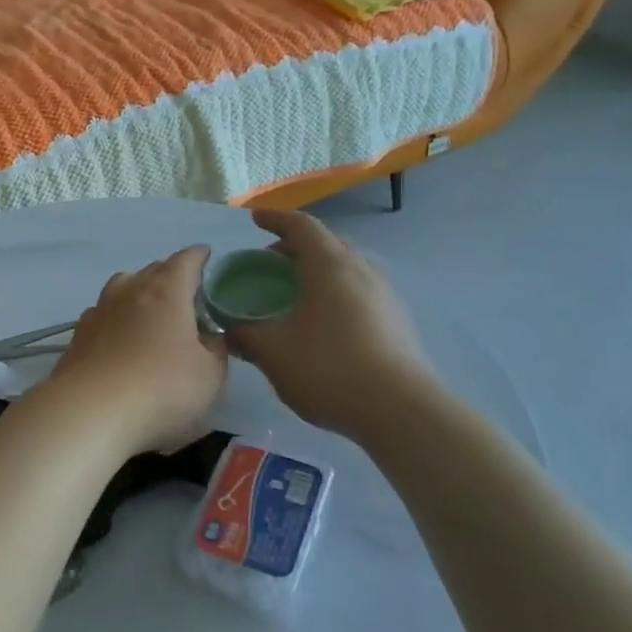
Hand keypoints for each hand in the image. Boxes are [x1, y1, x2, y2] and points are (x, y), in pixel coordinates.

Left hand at [44, 246, 226, 456]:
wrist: (90, 411)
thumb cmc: (161, 388)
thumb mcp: (210, 375)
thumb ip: (215, 350)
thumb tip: (209, 337)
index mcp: (166, 291)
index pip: (186, 261)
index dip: (199, 257)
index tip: (207, 257)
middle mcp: (129, 290)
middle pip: (152, 271)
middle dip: (170, 276)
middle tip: (186, 294)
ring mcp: (99, 311)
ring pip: (122, 288)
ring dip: (138, 293)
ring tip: (150, 311)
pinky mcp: (78, 335)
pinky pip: (103, 314)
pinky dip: (116, 319)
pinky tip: (119, 337)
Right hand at [226, 210, 440, 443]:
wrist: (401, 412)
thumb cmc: (329, 369)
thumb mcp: (273, 353)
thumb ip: (245, 335)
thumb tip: (229, 330)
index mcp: (329, 265)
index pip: (301, 226)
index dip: (276, 219)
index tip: (255, 219)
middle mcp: (361, 270)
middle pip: (327, 244)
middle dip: (297, 246)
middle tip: (272, 261)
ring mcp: (385, 295)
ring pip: (347, 268)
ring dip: (319, 270)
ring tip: (296, 292)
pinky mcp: (397, 321)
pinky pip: (359, 291)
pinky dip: (336, 292)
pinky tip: (324, 323)